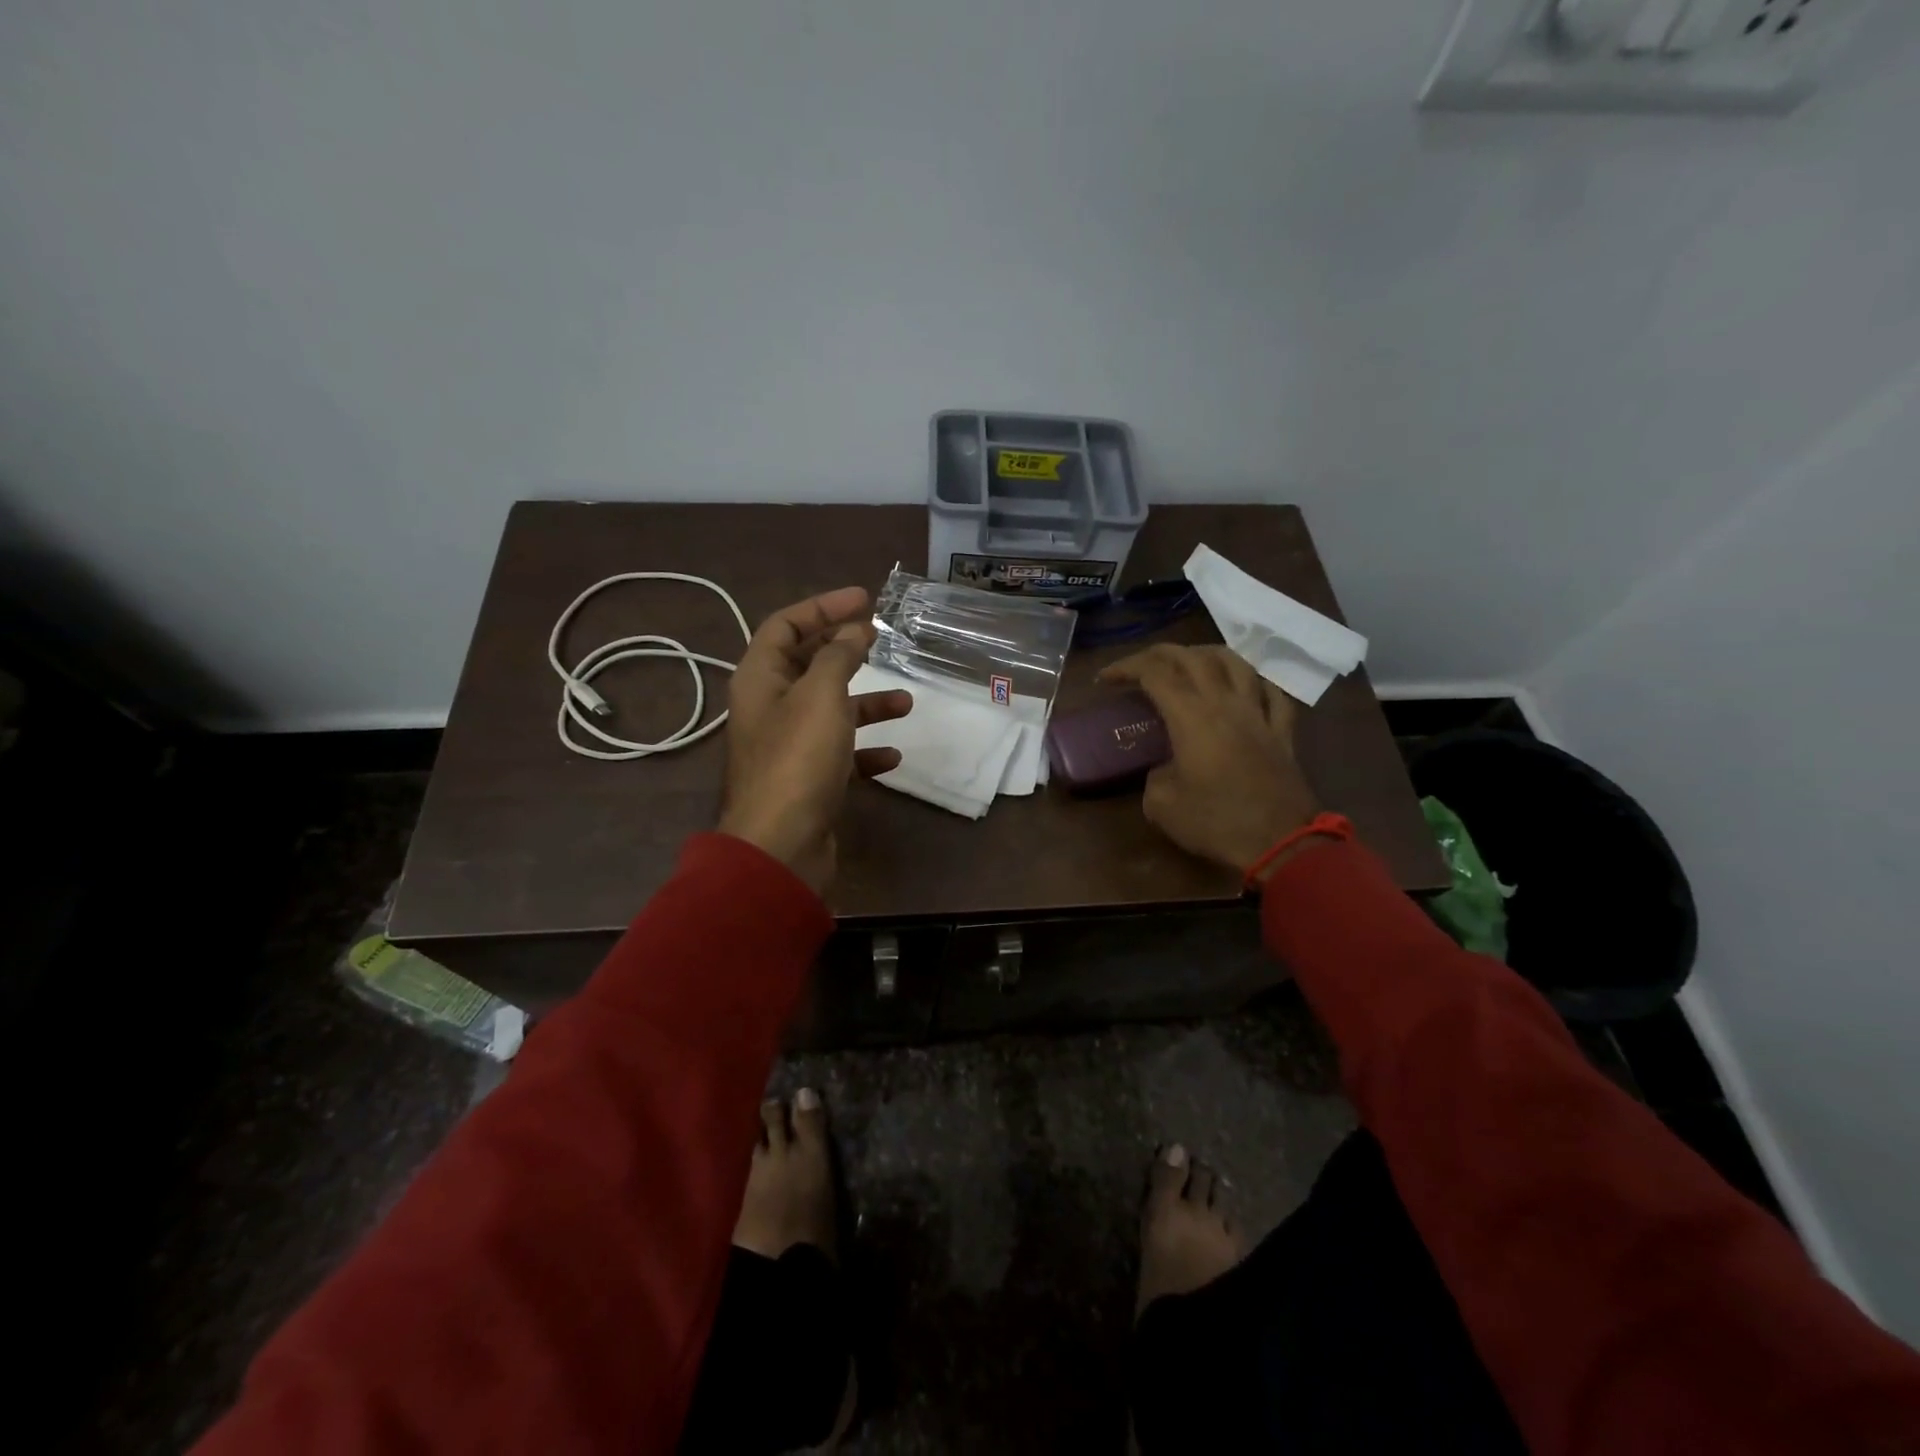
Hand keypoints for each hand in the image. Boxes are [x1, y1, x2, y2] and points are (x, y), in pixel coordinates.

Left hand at [718, 587, 912, 893]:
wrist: (781, 845)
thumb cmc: (798, 760)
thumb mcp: (820, 695)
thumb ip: (838, 657)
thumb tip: (854, 630)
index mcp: (760, 679)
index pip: (785, 625)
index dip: (823, 607)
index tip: (864, 600)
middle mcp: (770, 707)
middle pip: (807, 664)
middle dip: (845, 650)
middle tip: (881, 639)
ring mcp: (788, 746)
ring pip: (830, 710)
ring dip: (866, 702)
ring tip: (905, 702)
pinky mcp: (807, 779)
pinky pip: (840, 754)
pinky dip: (865, 750)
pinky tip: (892, 756)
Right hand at [1099, 644, 1319, 879]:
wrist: (1281, 843)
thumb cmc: (1216, 821)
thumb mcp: (1162, 806)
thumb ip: (1154, 777)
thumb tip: (1163, 769)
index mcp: (1191, 716)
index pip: (1154, 673)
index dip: (1126, 668)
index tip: (1105, 680)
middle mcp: (1225, 703)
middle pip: (1192, 657)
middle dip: (1159, 654)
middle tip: (1140, 666)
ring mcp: (1258, 714)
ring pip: (1235, 663)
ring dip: (1207, 655)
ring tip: (1191, 662)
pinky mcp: (1282, 733)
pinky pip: (1271, 694)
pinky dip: (1254, 683)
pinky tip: (1245, 688)